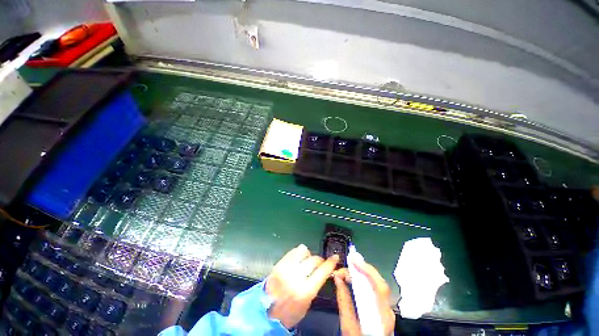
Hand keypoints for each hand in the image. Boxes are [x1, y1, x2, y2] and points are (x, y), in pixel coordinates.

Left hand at [266, 244, 338, 328]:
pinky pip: (293, 251)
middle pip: (314, 259)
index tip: (335, 257)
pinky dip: (298, 254)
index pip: (322, 271)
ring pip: (303, 250)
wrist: (265, 312)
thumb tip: (322, 270)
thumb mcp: (307, 303)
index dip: (330, 262)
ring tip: (305, 262)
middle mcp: (295, 277)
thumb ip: (315, 284)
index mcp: (305, 291)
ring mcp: (286, 268)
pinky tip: (297, 260)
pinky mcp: (279, 263)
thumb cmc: (290, 312)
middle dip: (319, 260)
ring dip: (307, 255)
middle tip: (319, 264)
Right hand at [333, 262, 394, 335]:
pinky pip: (375, 288)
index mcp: (381, 315)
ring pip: (377, 284)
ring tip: (349, 269)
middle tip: (348, 262)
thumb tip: (338, 279)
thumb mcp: (348, 325)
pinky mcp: (383, 308)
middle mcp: (387, 310)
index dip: (366, 269)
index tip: (352, 260)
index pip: (378, 286)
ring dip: (363, 273)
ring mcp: (387, 308)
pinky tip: (356, 277)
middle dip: (363, 268)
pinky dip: (365, 279)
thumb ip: (343, 301)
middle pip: (379, 282)